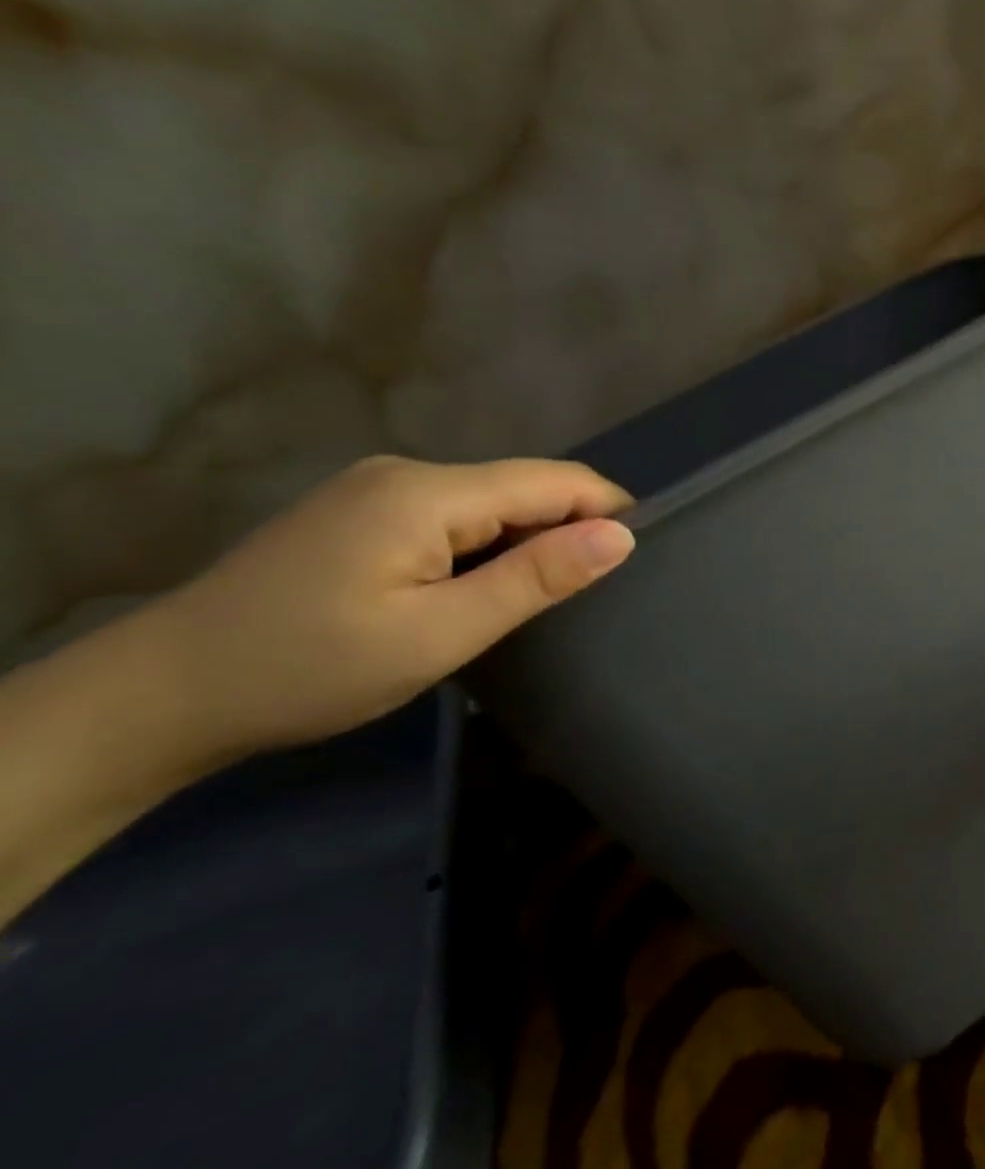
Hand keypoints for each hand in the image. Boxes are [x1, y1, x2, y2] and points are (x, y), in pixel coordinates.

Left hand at [151, 455, 635, 767]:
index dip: (607, 510)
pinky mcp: (361, 512)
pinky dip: (488, 544)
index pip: (553, 480)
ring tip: (546, 596)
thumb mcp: (439, 634)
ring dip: (529, 539)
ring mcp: (378, 489)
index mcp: (428, 494)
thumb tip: (621, 537)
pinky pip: (455, 514)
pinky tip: (482, 587)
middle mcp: (406, 473)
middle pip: (523, 486)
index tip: (640, 560)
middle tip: (594, 594)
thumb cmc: (309, 668)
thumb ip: (535, 579)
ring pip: (491, 501)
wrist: (161, 695)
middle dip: (569, 528)